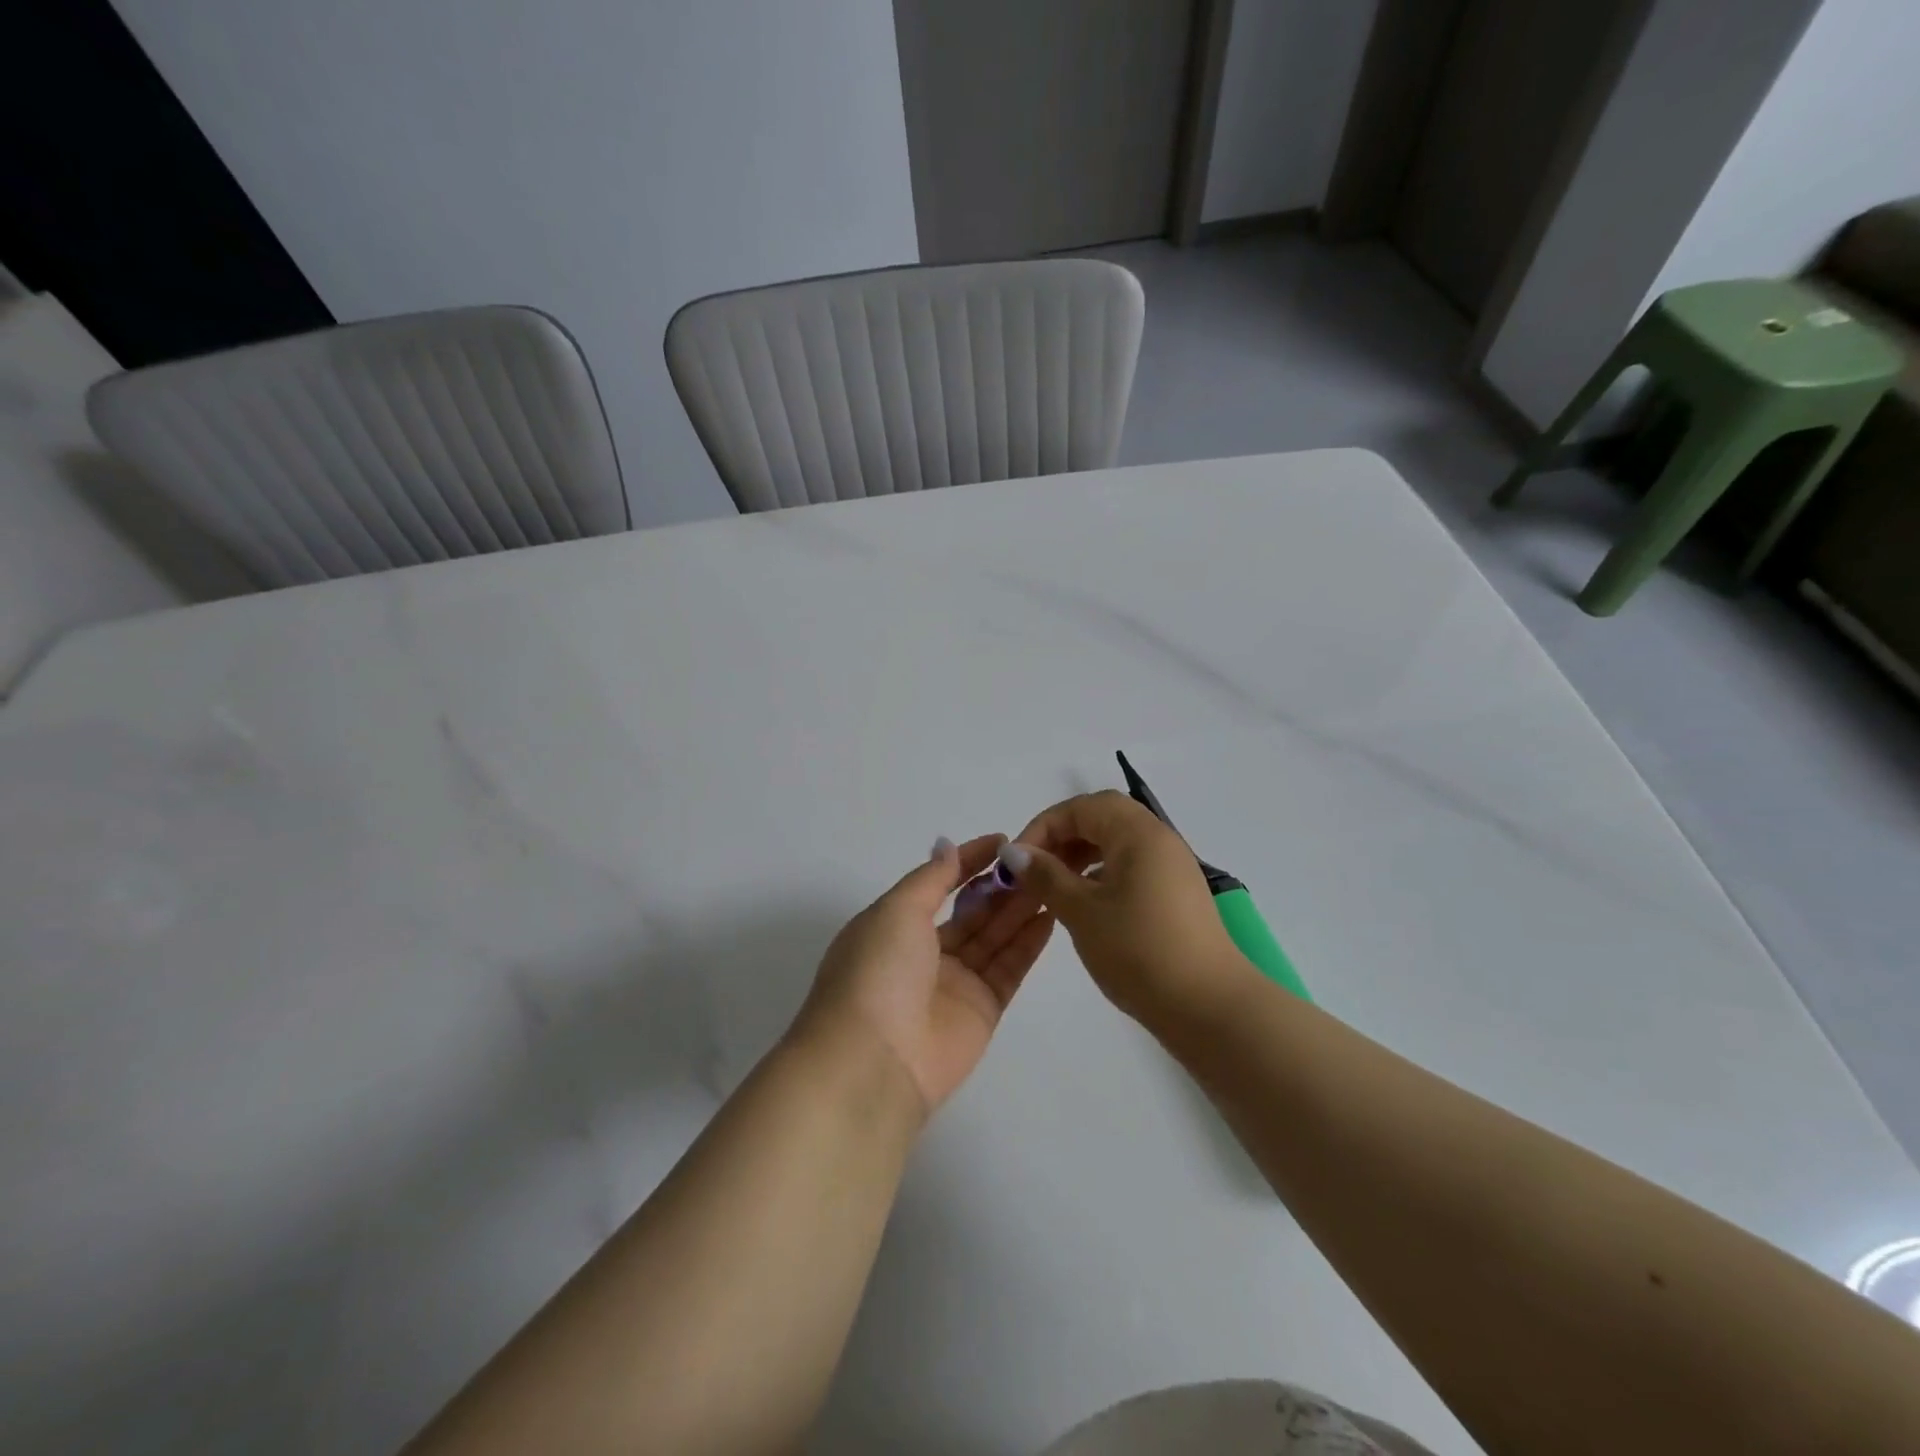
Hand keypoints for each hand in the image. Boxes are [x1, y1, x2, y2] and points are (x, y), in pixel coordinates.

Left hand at [792, 836, 1053, 1117]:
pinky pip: (1009, 968)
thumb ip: (930, 878)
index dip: (968, 861)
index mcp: (894, 926)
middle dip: (1000, 886)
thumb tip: (947, 847)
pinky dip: (1028, 943)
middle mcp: (924, 953)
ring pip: (993, 937)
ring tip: (1052, 879)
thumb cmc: (878, 972)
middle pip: (970, 912)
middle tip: (1037, 861)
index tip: (1001, 841)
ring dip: (1020, 908)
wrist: (875, 1062)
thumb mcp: (897, 910)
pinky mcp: (982, 1010)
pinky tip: (1050, 914)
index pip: (938, 884)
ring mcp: (955, 983)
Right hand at [1003, 791, 1252, 1024]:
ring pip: (1117, 843)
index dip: (1044, 826)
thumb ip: (1045, 876)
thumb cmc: (1139, 951)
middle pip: (1102, 818)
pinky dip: (1101, 874)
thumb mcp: (1082, 911)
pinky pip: (1131, 867)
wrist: (1209, 1006)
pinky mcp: (1176, 894)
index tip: (1017, 861)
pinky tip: (1085, 905)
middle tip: (1034, 869)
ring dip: (1080, 856)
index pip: (1082, 807)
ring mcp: (1172, 867)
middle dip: (1062, 838)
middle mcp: (1159, 840)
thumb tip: (1014, 852)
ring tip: (1054, 888)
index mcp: (1138, 833)